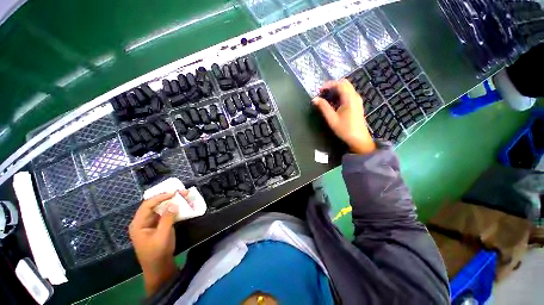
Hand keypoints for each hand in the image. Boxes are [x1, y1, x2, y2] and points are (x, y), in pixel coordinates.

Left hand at [129, 190, 188, 293]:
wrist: (159, 268)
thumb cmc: (158, 253)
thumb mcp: (163, 236)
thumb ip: (167, 219)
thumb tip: (174, 203)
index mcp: (138, 224)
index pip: (147, 205)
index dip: (160, 197)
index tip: (174, 193)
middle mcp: (143, 221)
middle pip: (154, 205)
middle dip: (168, 197)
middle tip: (182, 192)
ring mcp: (151, 224)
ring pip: (161, 208)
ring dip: (172, 202)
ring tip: (184, 196)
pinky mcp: (158, 226)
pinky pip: (165, 214)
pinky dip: (173, 209)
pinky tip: (182, 206)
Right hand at [313, 79, 375, 153]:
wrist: (358, 139)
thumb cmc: (344, 129)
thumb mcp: (332, 118)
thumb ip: (323, 107)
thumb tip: (314, 99)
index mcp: (350, 98)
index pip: (340, 84)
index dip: (329, 84)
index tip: (319, 90)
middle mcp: (355, 96)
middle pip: (345, 83)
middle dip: (332, 85)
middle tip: (322, 92)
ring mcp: (357, 100)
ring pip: (347, 88)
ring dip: (336, 90)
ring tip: (326, 97)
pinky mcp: (357, 104)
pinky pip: (348, 94)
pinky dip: (340, 94)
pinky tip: (333, 102)